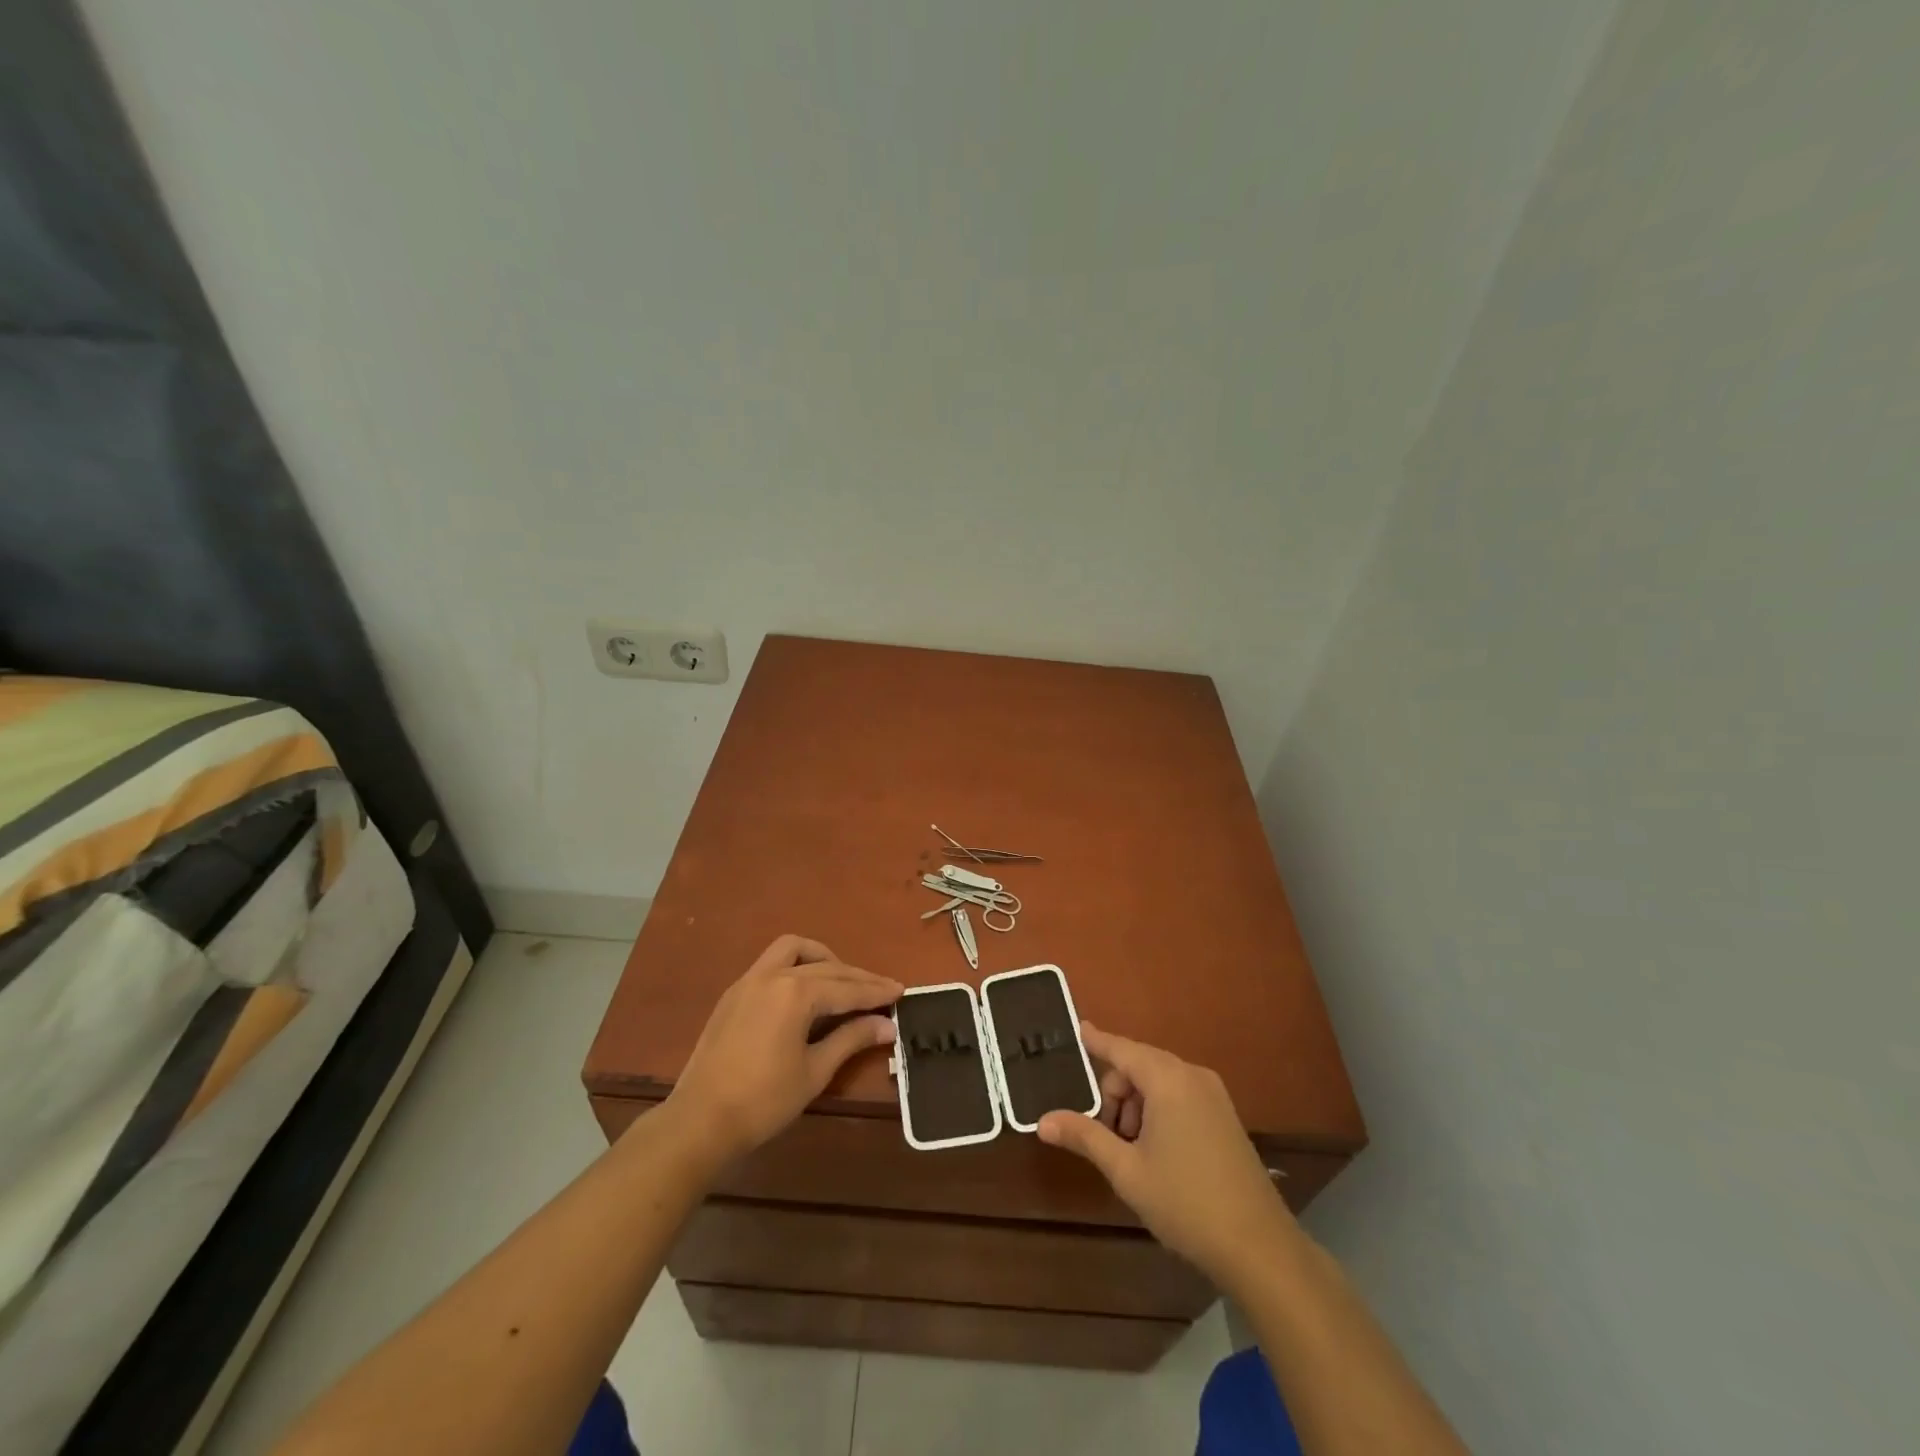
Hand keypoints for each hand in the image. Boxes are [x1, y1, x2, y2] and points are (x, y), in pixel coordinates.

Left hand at [664, 935, 898, 1163]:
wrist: (699, 1121)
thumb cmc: (763, 1101)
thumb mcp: (815, 1071)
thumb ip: (851, 1039)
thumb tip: (888, 1026)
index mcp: (795, 993)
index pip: (847, 988)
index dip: (876, 991)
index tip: (901, 991)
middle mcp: (773, 975)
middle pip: (826, 967)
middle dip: (857, 977)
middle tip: (883, 990)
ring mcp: (749, 980)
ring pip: (793, 950)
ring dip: (822, 958)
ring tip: (842, 980)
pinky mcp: (734, 993)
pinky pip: (772, 963)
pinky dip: (797, 967)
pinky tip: (806, 992)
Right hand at [1038, 1023, 1295, 1288]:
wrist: (1259, 1247)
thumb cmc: (1185, 1202)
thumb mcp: (1126, 1170)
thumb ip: (1085, 1136)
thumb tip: (1043, 1121)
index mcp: (1168, 1080)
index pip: (1121, 1049)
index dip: (1096, 1040)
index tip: (1076, 1027)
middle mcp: (1192, 1076)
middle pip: (1138, 1065)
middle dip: (1115, 1094)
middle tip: (1108, 1138)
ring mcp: (1214, 1095)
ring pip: (1159, 1082)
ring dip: (1137, 1106)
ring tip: (1133, 1153)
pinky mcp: (1225, 1116)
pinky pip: (1179, 1095)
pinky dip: (1159, 1111)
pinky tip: (1157, 1152)